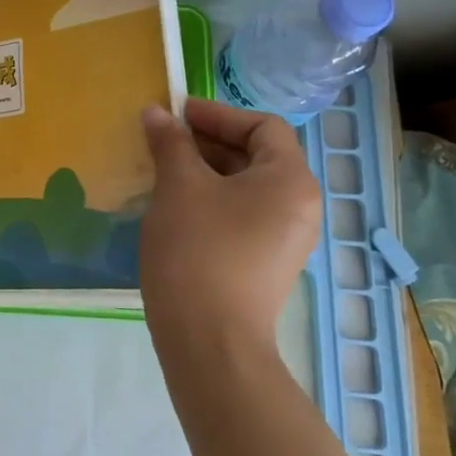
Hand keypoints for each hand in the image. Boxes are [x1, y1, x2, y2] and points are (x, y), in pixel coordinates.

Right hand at [139, 98, 321, 350]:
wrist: (210, 343)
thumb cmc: (198, 250)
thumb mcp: (179, 186)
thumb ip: (170, 142)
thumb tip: (156, 112)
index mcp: (290, 180)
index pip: (262, 126)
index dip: (218, 114)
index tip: (176, 113)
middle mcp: (299, 206)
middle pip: (256, 154)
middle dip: (208, 141)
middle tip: (164, 139)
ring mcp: (285, 239)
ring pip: (246, 187)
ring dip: (205, 170)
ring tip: (163, 169)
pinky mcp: (266, 263)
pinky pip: (242, 214)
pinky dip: (212, 199)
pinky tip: (175, 205)